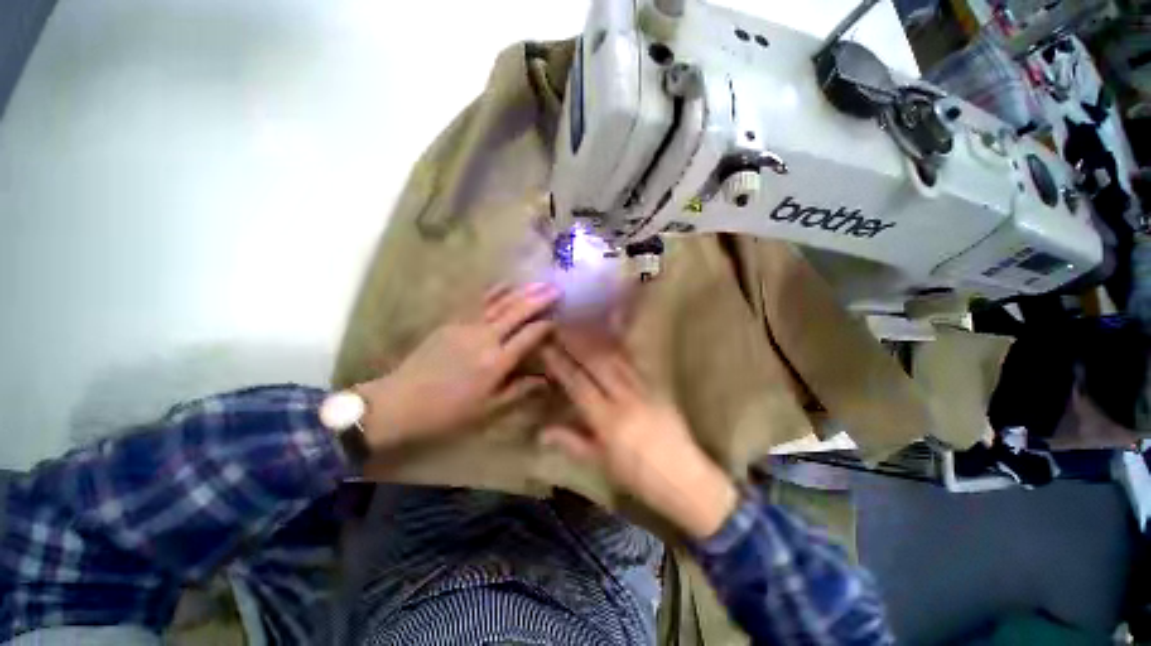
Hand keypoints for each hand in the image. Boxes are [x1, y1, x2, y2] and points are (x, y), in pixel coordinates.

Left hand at [355, 283, 559, 448]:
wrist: (399, 402)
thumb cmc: (448, 412)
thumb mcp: (488, 408)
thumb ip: (519, 390)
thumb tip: (546, 380)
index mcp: (496, 362)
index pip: (528, 336)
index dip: (546, 324)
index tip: (560, 317)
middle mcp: (484, 338)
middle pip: (516, 312)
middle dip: (539, 298)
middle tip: (556, 288)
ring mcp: (466, 326)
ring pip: (499, 302)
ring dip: (521, 291)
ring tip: (539, 282)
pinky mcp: (451, 321)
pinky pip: (479, 302)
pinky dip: (495, 291)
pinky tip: (506, 284)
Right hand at [541, 333, 737, 539]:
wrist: (684, 477)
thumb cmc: (638, 475)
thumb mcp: (601, 463)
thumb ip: (572, 443)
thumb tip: (542, 432)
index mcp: (608, 420)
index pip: (579, 384)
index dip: (561, 364)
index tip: (547, 347)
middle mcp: (625, 398)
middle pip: (597, 364)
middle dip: (577, 343)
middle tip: (562, 326)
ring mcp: (644, 389)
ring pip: (617, 358)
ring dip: (597, 340)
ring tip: (582, 326)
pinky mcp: (657, 386)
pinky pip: (636, 362)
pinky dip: (622, 347)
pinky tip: (614, 336)